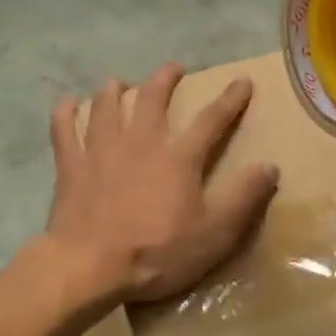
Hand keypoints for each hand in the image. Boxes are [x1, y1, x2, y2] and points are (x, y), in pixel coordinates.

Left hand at [42, 64, 279, 303]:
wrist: (90, 266)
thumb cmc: (157, 253)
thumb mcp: (215, 233)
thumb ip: (243, 197)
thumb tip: (270, 166)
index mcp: (178, 157)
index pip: (211, 119)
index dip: (230, 99)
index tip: (242, 80)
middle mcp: (140, 142)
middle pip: (153, 98)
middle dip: (166, 79)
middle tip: (174, 69)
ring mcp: (101, 150)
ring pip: (107, 105)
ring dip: (115, 89)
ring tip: (120, 82)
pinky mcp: (71, 165)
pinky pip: (65, 129)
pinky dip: (66, 112)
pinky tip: (68, 103)